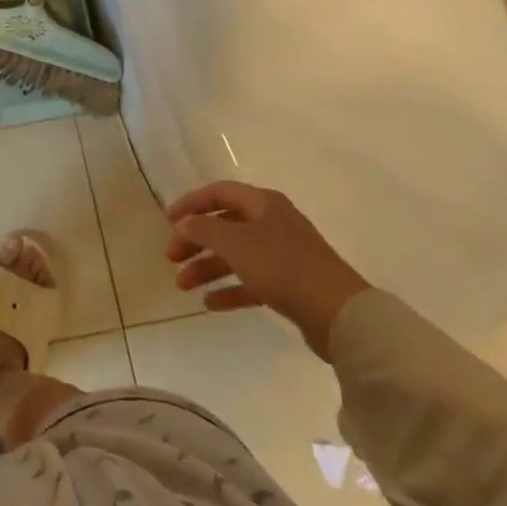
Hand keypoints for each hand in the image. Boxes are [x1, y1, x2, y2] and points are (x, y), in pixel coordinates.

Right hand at [164, 181, 370, 359]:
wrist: (338, 313)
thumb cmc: (282, 266)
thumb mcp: (235, 243)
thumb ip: (203, 229)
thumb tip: (184, 223)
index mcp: (263, 204)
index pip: (219, 192)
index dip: (191, 203)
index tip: (167, 221)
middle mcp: (272, 223)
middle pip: (224, 225)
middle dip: (195, 241)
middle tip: (171, 258)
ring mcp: (282, 254)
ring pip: (236, 255)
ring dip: (207, 267)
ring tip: (183, 285)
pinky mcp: (290, 284)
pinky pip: (251, 281)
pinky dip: (230, 289)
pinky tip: (210, 304)